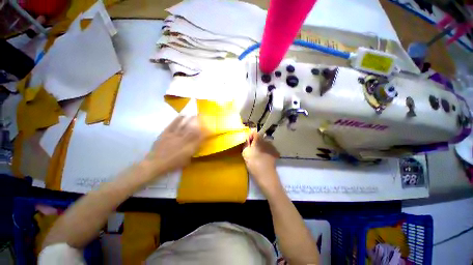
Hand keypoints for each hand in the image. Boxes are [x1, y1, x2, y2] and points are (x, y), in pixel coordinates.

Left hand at [144, 116, 206, 176]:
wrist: (155, 164)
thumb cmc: (172, 165)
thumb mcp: (185, 162)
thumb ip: (192, 153)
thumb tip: (197, 146)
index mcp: (189, 148)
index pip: (200, 139)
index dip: (205, 133)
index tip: (209, 129)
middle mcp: (183, 140)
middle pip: (193, 131)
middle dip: (200, 124)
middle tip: (204, 118)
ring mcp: (174, 136)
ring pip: (184, 126)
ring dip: (191, 120)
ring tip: (195, 114)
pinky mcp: (166, 133)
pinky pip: (173, 125)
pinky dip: (178, 119)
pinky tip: (182, 115)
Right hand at [242, 130, 280, 193]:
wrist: (266, 176)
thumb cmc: (254, 163)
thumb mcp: (245, 152)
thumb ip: (246, 143)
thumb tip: (248, 139)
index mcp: (259, 139)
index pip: (254, 132)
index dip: (250, 137)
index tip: (248, 144)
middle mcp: (267, 141)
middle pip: (259, 138)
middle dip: (254, 142)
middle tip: (251, 151)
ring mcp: (272, 147)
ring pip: (263, 143)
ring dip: (259, 146)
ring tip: (256, 155)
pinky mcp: (274, 153)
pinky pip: (267, 149)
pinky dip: (264, 151)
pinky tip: (262, 158)